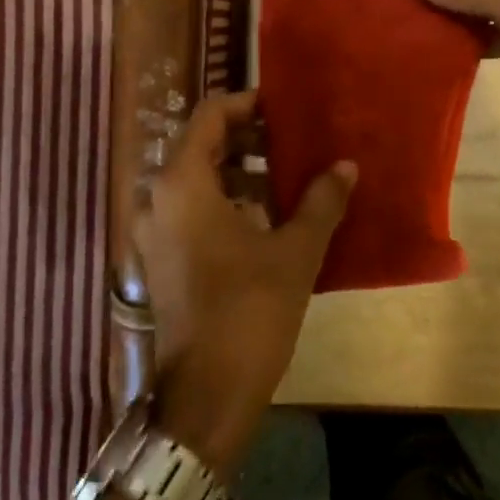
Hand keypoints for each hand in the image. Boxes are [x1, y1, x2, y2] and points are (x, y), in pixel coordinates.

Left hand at [133, 90, 355, 476]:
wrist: (206, 396)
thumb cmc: (249, 312)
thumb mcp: (294, 252)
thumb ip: (321, 201)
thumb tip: (345, 166)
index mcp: (182, 183)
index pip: (209, 116)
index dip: (246, 103)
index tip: (282, 108)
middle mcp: (157, 198)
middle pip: (199, 145)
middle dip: (245, 137)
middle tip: (290, 140)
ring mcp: (153, 231)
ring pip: (194, 179)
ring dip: (236, 170)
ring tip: (284, 177)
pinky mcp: (159, 258)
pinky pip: (189, 209)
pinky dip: (222, 200)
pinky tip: (263, 217)